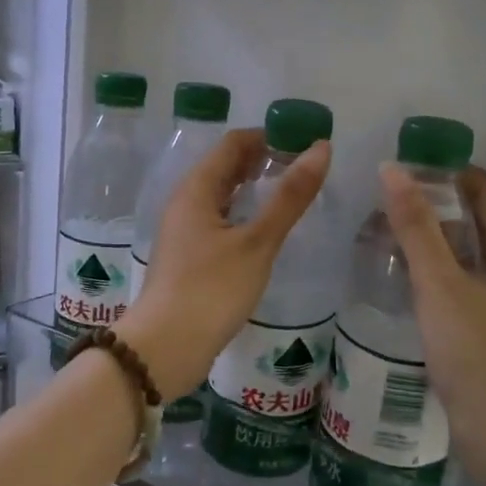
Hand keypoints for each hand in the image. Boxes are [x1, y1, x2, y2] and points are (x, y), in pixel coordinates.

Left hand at [117, 129, 330, 400]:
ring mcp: (184, 231)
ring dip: (253, 189)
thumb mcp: (258, 242)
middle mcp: (185, 202)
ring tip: (291, 195)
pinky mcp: (189, 257)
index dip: (269, 137)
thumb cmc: (211, 289)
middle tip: (304, 168)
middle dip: (263, 161)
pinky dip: (243, 215)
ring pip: (222, 196)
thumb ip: (290, 197)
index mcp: (196, 189)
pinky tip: (265, 231)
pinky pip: (219, 221)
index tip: (305, 143)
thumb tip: (320, 148)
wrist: (165, 348)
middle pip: (225, 167)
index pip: (233, 144)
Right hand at [380, 163, 485, 485]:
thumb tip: (392, 169)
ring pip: (467, 250)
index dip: (447, 171)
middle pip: (477, 217)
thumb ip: (415, 226)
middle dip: (434, 203)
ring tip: (384, 230)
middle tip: (384, 199)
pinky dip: (435, 267)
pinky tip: (401, 273)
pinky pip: (461, 279)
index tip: (402, 166)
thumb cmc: (476, 352)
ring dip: (431, 236)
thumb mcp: (440, 283)